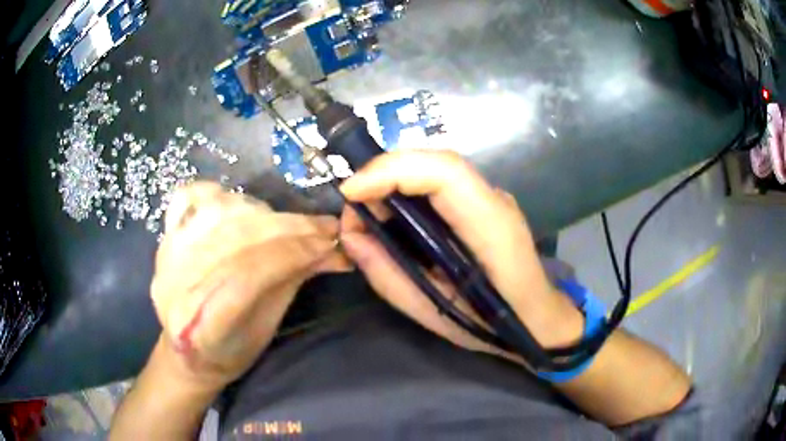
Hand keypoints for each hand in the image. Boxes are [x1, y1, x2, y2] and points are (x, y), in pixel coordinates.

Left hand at [151, 182, 348, 389]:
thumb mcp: (265, 329)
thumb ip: (291, 283)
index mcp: (202, 324)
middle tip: (326, 228)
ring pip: (220, 211)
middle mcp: (178, 282)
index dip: (293, 253)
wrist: (185, 350)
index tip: (331, 244)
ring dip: (265, 212)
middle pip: (237, 237)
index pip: (249, 274)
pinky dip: (219, 194)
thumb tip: (332, 250)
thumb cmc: (228, 351)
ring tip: (289, 224)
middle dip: (289, 229)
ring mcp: (168, 252)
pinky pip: (190, 195)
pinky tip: (240, 207)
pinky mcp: (166, 234)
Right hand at [339, 150, 583, 357]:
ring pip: (436, 166)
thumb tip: (350, 237)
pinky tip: (390, 210)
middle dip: (384, 173)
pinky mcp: (482, 202)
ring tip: (366, 211)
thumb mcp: (435, 313)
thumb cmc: (495, 325)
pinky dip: (407, 187)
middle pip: (437, 161)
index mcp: (492, 229)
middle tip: (353, 205)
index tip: (351, 193)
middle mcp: (494, 201)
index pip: (445, 173)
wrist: (537, 317)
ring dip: (393, 178)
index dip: (392, 171)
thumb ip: (389, 277)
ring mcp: (491, 197)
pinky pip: (440, 181)